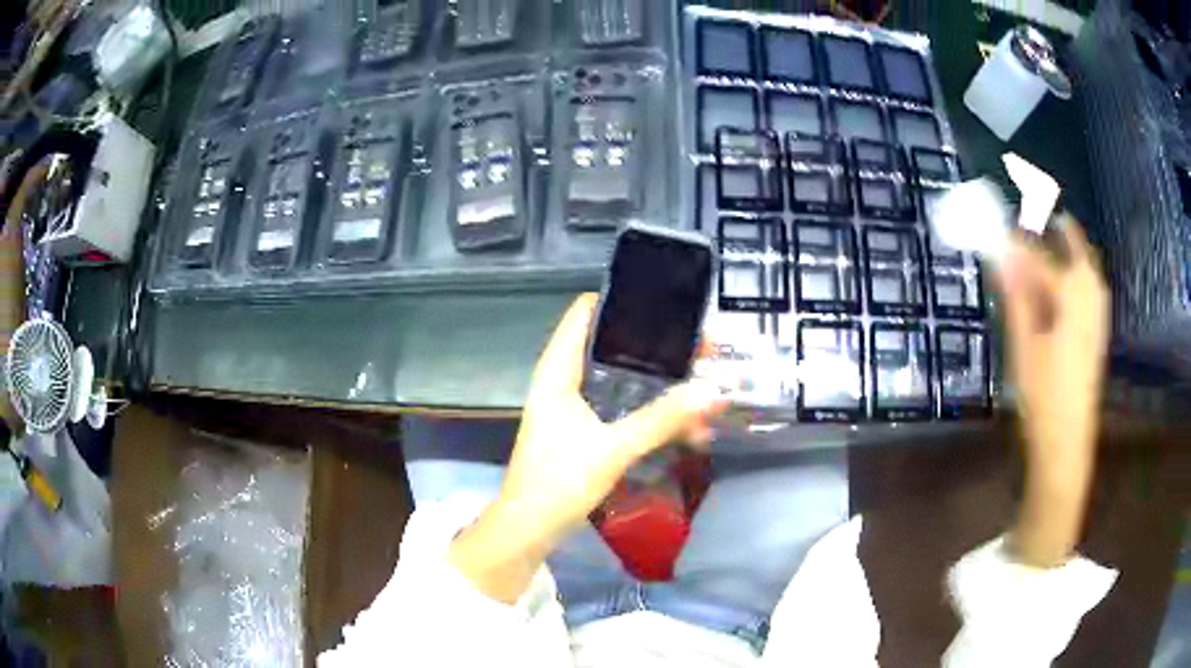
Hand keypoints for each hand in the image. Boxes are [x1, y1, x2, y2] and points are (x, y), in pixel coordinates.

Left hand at [450, 294, 725, 601]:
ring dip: (661, 385)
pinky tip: (688, 428)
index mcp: (558, 371)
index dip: (622, 300)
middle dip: (658, 348)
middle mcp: (565, 382)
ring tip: (705, 387)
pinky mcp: (586, 432)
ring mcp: (576, 408)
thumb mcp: (613, 448)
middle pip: (613, 347)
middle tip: (702, 349)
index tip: (667, 301)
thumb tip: (712, 392)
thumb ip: (662, 420)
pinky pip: (624, 410)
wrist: (530, 528)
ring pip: (623, 382)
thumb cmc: (559, 481)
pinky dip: (652, 413)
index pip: (585, 313)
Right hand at [996, 216, 1109, 566]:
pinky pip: (1092, 288)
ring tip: (1057, 232)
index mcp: (1070, 298)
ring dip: (1073, 247)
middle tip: (1040, 209)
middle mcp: (1089, 299)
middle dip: (1059, 228)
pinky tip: (1072, 278)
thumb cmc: (1043, 396)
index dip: (1017, 240)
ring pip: (1088, 268)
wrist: (1067, 444)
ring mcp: (1097, 317)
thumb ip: (1016, 295)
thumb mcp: (1024, 345)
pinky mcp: (1098, 334)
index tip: (999, 225)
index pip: (1038, 257)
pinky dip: (1082, 271)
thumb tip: (1003, 254)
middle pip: (1076, 251)